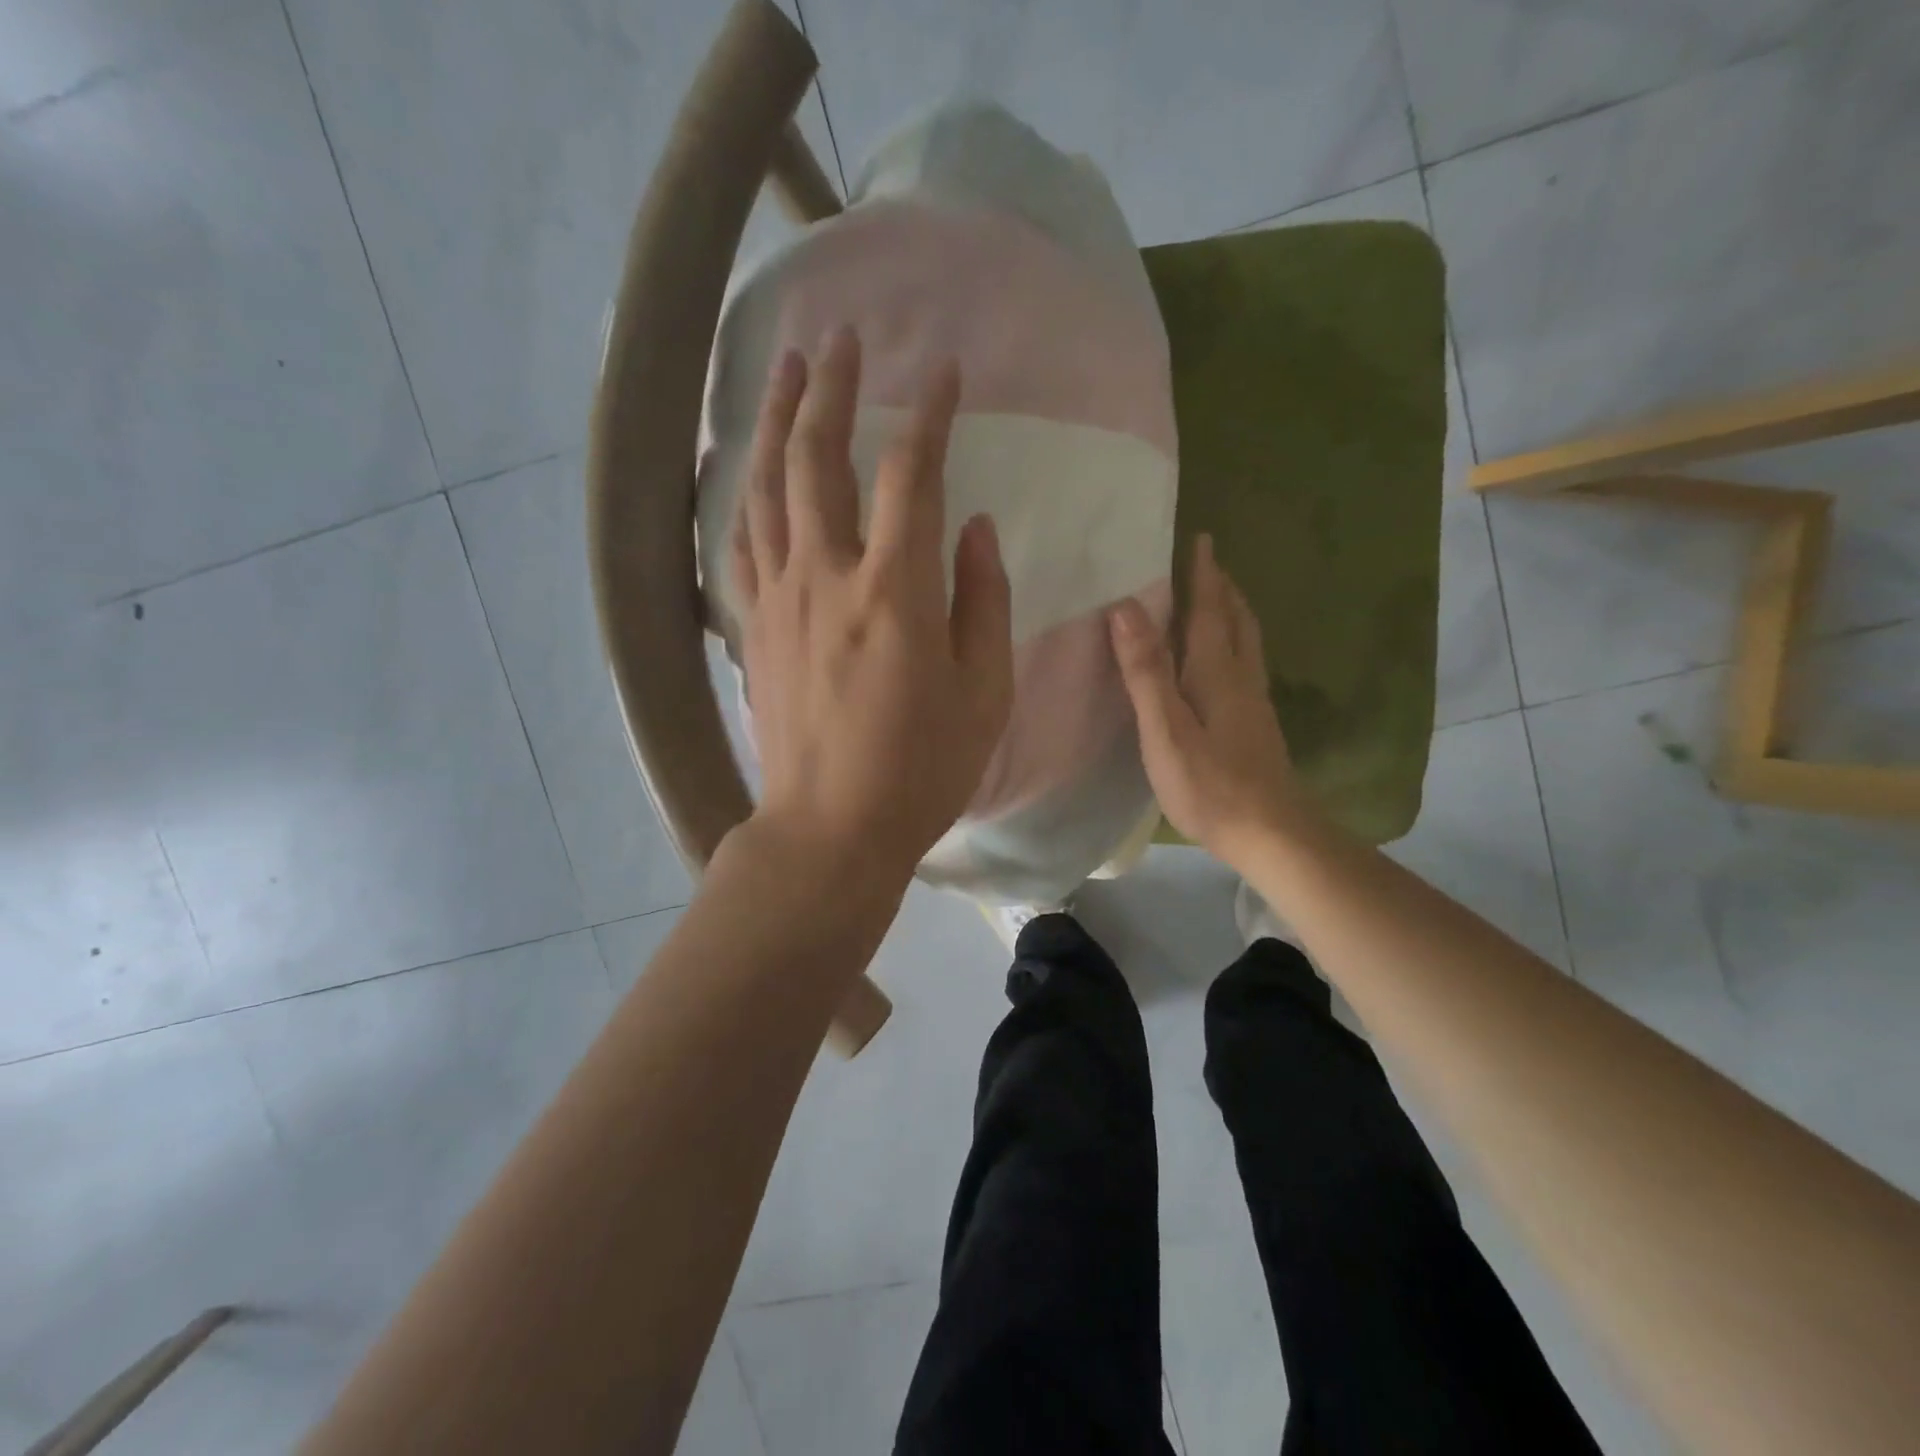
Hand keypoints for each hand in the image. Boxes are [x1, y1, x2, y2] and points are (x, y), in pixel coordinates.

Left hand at [731, 326, 1012, 886]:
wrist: (830, 828)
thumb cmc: (921, 769)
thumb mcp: (985, 692)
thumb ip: (983, 600)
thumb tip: (974, 529)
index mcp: (896, 592)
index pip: (912, 475)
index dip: (931, 415)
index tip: (946, 373)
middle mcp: (827, 577)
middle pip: (819, 459)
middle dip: (833, 390)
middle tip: (841, 339)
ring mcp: (780, 600)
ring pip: (768, 489)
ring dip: (778, 423)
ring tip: (788, 373)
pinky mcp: (753, 628)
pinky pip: (740, 543)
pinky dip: (740, 493)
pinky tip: (743, 467)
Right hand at [1109, 534, 1306, 868]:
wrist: (1272, 834)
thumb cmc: (1211, 784)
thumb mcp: (1166, 729)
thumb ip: (1146, 671)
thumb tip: (1126, 608)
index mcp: (1217, 672)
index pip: (1209, 610)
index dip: (1203, 575)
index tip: (1200, 538)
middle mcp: (1241, 678)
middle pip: (1236, 621)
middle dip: (1222, 588)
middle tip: (1207, 563)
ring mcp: (1253, 703)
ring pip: (1246, 643)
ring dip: (1232, 613)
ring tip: (1217, 599)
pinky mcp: (1255, 725)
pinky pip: (1244, 665)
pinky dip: (1234, 643)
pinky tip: (1225, 661)